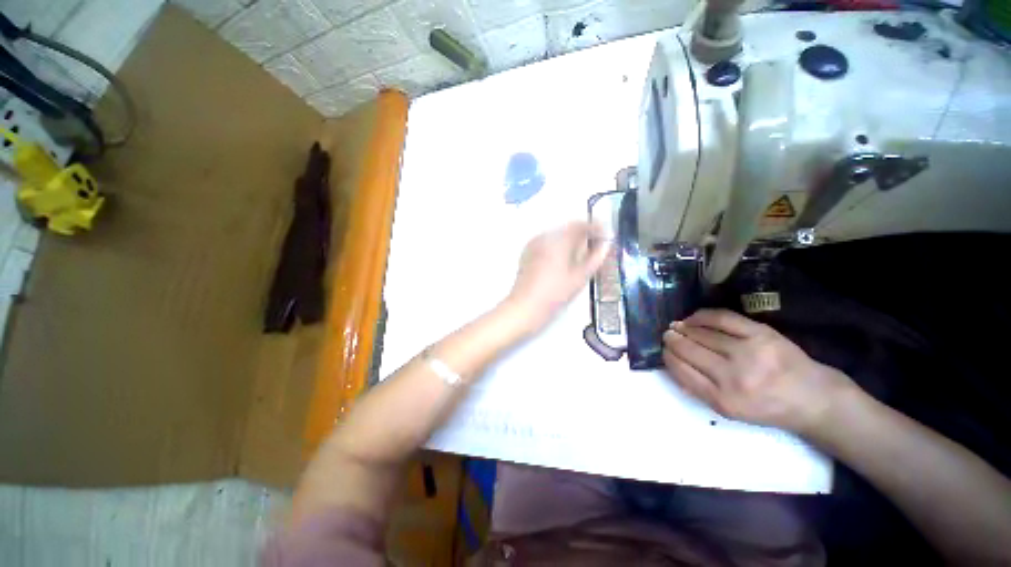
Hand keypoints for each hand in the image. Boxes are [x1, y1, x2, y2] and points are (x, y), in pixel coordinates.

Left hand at [505, 222, 610, 334]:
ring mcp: (534, 243)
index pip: (581, 226)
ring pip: (557, 236)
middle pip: (568, 229)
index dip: (596, 228)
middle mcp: (545, 236)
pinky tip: (562, 260)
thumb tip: (605, 246)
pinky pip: (546, 243)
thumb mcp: (580, 277)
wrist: (526, 306)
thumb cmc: (555, 293)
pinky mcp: (527, 252)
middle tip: (595, 247)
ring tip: (579, 256)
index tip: (606, 235)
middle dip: (583, 235)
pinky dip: (557, 246)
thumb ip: (595, 258)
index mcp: (560, 240)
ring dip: (570, 241)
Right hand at [662, 309, 853, 435]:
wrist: (813, 398)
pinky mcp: (761, 334)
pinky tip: (692, 318)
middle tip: (667, 335)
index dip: (668, 357)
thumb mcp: (730, 410)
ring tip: (677, 326)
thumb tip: (673, 362)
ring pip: (703, 334)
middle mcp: (733, 377)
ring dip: (684, 328)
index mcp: (723, 400)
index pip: (682, 371)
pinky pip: (722, 318)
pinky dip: (702, 316)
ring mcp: (748, 353)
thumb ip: (699, 389)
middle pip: (690, 351)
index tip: (664, 350)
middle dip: (672, 340)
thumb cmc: (767, 407)